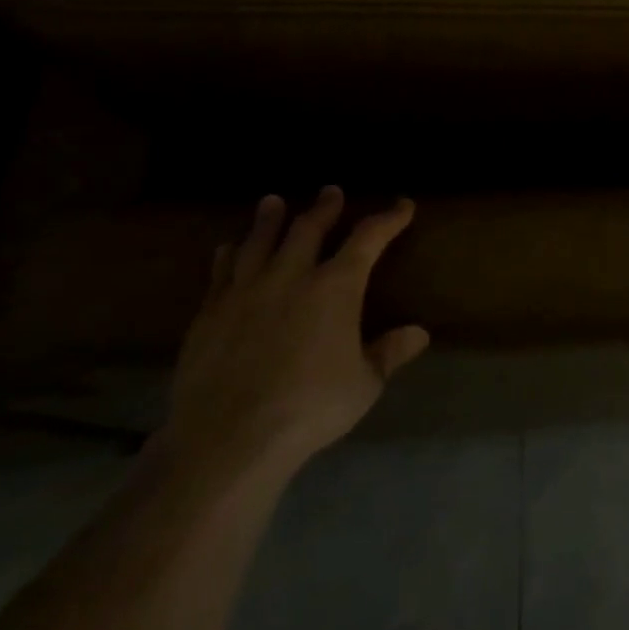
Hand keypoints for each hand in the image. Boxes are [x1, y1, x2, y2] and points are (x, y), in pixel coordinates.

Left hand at [160, 188, 428, 478]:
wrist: (229, 437)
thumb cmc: (310, 408)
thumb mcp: (364, 384)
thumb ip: (389, 353)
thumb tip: (419, 332)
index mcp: (335, 288)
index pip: (368, 239)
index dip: (388, 219)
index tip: (402, 206)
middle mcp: (290, 276)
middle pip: (308, 228)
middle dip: (324, 207)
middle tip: (331, 192)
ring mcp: (245, 291)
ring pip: (259, 241)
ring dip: (270, 218)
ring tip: (273, 201)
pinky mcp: (209, 313)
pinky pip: (221, 271)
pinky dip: (229, 254)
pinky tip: (228, 248)